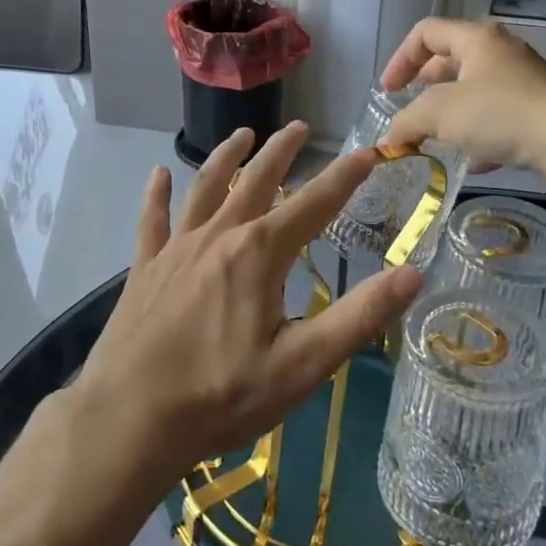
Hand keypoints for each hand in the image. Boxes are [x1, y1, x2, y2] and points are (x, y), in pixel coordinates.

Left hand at [73, 123, 423, 489]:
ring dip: (226, 158)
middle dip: (281, 151)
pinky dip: (157, 194)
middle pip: (256, 181)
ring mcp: (177, 248)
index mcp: (260, 253)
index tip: (368, 152)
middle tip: (299, 127)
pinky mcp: (145, 267)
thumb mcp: (303, 364)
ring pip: (205, 188)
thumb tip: (414, 273)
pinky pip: (153, 220)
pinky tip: (158, 174)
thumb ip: (359, 317)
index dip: (345, 177)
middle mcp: (219, 235)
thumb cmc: (222, 395)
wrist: (131, 418)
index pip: (314, 204)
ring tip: (243, 135)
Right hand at [378, 17, 545, 173]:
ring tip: (436, 140)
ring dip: (451, 115)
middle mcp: (500, 53)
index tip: (389, 92)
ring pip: (474, 93)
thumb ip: (406, 121)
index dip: (400, 59)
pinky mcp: (539, 113)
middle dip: (425, 88)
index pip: (426, 32)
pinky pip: (498, 119)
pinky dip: (479, 136)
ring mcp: (523, 83)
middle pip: (450, 61)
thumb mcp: (439, 112)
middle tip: (411, 114)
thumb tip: (389, 139)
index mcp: (476, 38)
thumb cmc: (499, 113)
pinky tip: (473, 161)